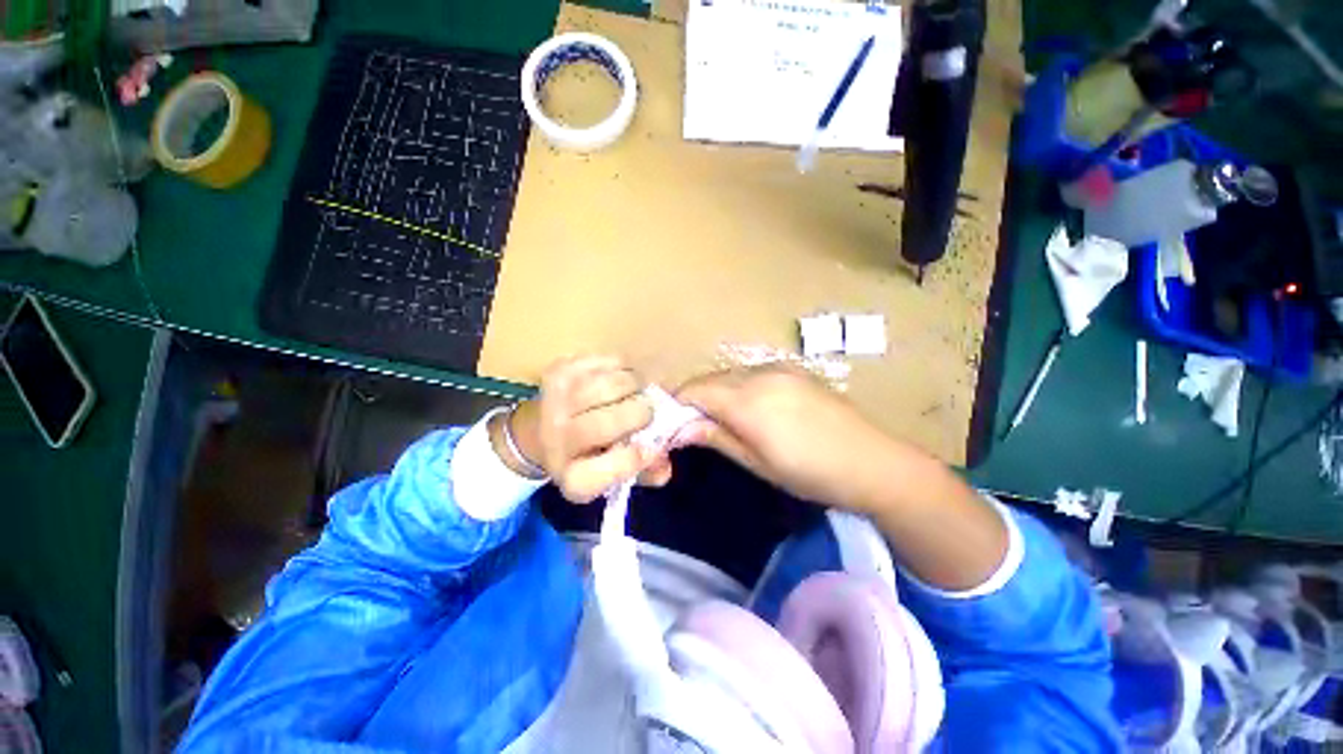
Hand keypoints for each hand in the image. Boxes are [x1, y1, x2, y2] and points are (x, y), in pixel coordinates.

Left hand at [500, 356, 665, 502]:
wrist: (541, 430)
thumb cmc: (591, 454)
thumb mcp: (616, 472)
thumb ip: (649, 470)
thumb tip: (673, 453)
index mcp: (573, 478)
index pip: (602, 474)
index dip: (633, 460)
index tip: (652, 448)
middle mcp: (556, 443)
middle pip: (606, 424)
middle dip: (640, 413)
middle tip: (647, 411)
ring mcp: (553, 404)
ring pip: (608, 386)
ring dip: (633, 385)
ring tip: (636, 391)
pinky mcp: (558, 372)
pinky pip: (602, 362)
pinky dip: (621, 367)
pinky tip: (620, 376)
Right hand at [679, 365, 1010, 592]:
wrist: (874, 463)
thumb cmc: (811, 473)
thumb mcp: (757, 462)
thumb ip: (716, 437)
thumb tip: (679, 429)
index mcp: (748, 400)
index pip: (695, 390)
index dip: (676, 406)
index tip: (670, 426)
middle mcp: (759, 374)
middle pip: (710, 379)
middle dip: (695, 400)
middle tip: (693, 427)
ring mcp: (779, 368)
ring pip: (730, 375)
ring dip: (717, 393)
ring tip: (721, 421)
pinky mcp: (793, 370)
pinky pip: (751, 374)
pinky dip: (738, 389)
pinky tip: (750, 410)